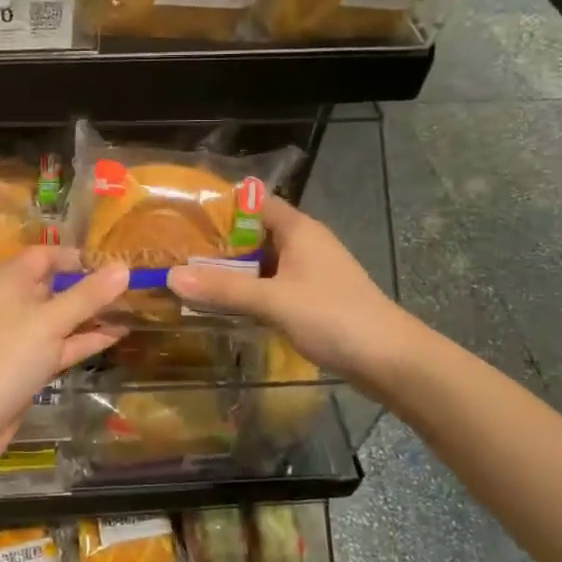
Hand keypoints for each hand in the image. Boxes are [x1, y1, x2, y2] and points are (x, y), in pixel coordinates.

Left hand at [0, 247, 130, 467]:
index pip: (44, 255)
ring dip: (93, 313)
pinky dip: (86, 338)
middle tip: (130, 284)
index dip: (76, 256)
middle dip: (90, 285)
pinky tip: (118, 335)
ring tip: (132, 307)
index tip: (112, 262)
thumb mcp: (51, 321)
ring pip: (62, 316)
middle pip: (55, 285)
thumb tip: (124, 268)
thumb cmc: (8, 356)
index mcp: (10, 281)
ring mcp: (23, 335)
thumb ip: (88, 295)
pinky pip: (63, 343)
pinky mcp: (31, 362)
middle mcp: (14, 302)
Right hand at [166, 195, 410, 384]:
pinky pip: (271, 284)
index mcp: (299, 229)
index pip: (255, 201)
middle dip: (218, 240)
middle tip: (175, 247)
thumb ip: (224, 288)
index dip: (221, 203)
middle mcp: (304, 243)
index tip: (184, 211)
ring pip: (262, 261)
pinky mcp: (311, 297)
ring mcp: (309, 272)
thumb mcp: (274, 300)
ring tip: (189, 273)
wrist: (390, 360)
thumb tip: (171, 276)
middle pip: (254, 232)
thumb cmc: (334, 317)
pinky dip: (248, 289)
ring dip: (232, 268)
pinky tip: (223, 302)